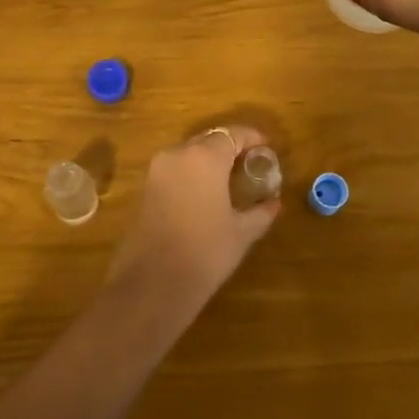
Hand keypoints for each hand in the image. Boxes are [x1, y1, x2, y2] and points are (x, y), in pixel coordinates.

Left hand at [106, 126, 281, 308]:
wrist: (152, 284)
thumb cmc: (205, 253)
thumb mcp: (242, 233)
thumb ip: (261, 212)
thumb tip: (274, 202)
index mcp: (205, 157)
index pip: (233, 134)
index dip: (252, 138)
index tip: (267, 147)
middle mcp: (178, 154)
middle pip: (209, 140)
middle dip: (230, 148)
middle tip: (250, 164)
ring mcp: (157, 170)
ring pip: (189, 153)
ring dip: (210, 160)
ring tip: (230, 180)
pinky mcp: (145, 188)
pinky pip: (175, 170)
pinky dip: (192, 174)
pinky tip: (206, 195)